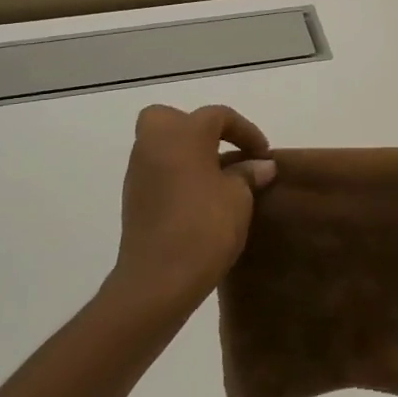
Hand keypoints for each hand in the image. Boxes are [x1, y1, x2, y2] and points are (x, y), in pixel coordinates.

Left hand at [111, 104, 276, 314]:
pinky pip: (158, 171)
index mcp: (182, 134)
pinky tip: (200, 199)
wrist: (158, 280)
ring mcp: (139, 172)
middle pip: (172, 118)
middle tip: (224, 151)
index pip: (218, 116)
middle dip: (199, 129)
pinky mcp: (134, 199)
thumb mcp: (239, 198)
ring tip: (219, 179)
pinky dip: (177, 175)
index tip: (263, 155)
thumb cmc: (204, 227)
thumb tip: (260, 166)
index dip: (246, 131)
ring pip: (162, 145)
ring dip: (188, 154)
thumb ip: (248, 174)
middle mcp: (154, 144)